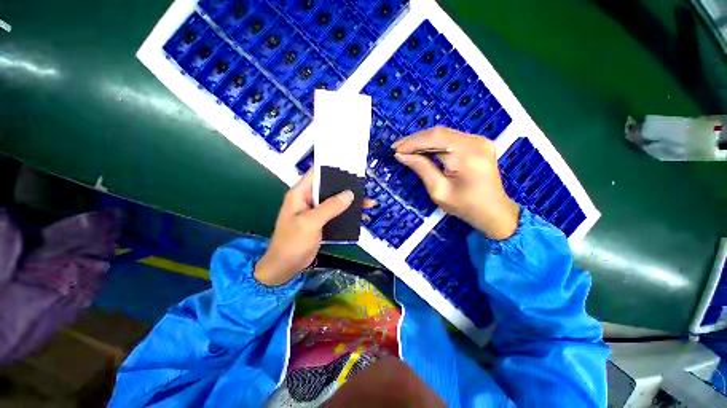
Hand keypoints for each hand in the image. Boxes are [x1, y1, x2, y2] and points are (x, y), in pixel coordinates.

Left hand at [255, 170, 353, 285]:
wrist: (285, 267)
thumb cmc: (292, 242)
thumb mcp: (310, 222)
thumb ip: (330, 207)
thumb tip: (349, 194)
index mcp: (300, 194)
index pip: (316, 174)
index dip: (332, 169)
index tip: (350, 168)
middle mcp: (308, 199)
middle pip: (329, 187)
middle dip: (347, 187)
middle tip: (364, 186)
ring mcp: (316, 211)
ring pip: (335, 201)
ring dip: (350, 202)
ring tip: (368, 202)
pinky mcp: (321, 222)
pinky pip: (337, 214)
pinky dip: (348, 214)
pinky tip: (360, 216)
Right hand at [393, 127, 519, 239]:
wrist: (493, 211)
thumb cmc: (465, 206)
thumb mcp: (438, 191)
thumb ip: (421, 168)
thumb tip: (401, 155)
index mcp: (468, 156)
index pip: (434, 139)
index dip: (412, 142)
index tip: (395, 150)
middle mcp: (476, 142)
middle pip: (439, 133)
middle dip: (415, 140)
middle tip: (397, 148)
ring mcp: (479, 140)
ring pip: (443, 134)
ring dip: (423, 140)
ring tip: (406, 148)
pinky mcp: (478, 142)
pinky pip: (450, 138)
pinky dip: (434, 143)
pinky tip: (422, 149)